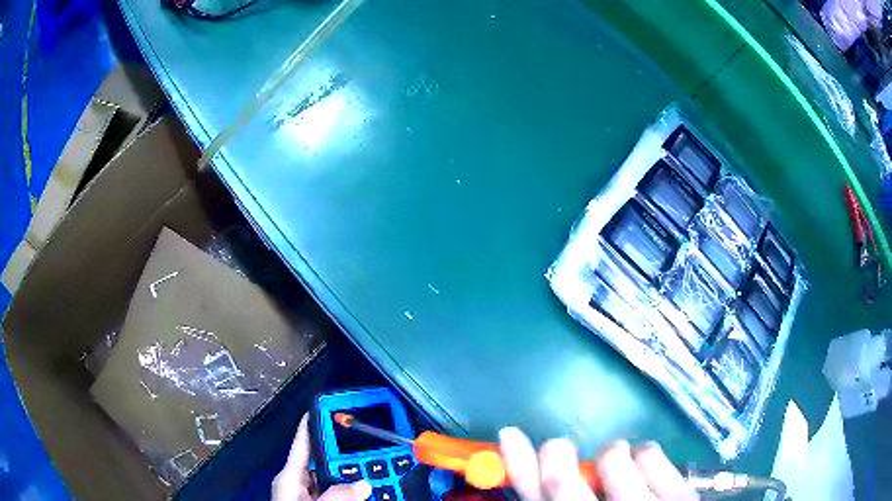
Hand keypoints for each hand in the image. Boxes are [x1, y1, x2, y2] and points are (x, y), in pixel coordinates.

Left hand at [273, 414, 372, 500]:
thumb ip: (335, 495)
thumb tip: (363, 484)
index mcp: (290, 477)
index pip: (303, 441)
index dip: (316, 422)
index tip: (332, 406)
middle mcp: (301, 484)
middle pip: (327, 461)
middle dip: (348, 453)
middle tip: (372, 444)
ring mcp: (314, 496)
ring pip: (338, 479)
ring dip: (357, 475)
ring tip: (380, 469)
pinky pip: (343, 493)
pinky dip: (357, 490)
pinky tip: (374, 488)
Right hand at [498, 428, 696, 500]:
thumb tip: (542, 479)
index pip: (536, 498)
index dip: (519, 467)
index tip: (512, 436)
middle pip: (562, 482)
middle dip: (556, 454)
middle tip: (559, 447)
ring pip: (613, 460)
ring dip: (608, 454)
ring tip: (615, 460)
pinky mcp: (679, 498)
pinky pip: (652, 456)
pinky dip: (643, 451)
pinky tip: (643, 461)